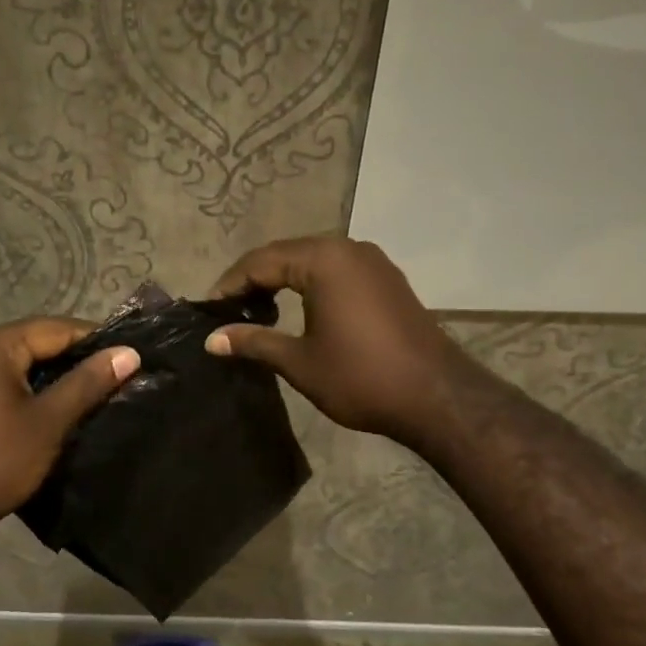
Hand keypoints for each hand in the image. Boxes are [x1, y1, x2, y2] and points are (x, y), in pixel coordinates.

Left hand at [0, 318, 139, 561]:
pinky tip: (50, 410)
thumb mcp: (49, 421)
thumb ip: (89, 382)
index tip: (129, 358)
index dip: (95, 341)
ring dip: (51, 377)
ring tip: (91, 395)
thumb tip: (129, 352)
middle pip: (34, 342)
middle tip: (115, 379)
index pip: (55, 328)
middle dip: (74, 359)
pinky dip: (26, 390)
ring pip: (17, 364)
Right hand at [203, 236, 461, 448]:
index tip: (209, 309)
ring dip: (283, 280)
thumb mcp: (299, 361)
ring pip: (313, 259)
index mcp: (323, 260)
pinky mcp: (387, 278)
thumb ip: (253, 342)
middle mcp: (348, 248)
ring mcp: (372, 261)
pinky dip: (310, 283)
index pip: (261, 261)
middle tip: (228, 308)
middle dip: (254, 278)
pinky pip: (337, 269)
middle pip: (286, 254)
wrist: (437, 396)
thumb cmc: (361, 377)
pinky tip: (299, 309)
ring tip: (257, 309)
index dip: (230, 284)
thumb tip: (212, 340)